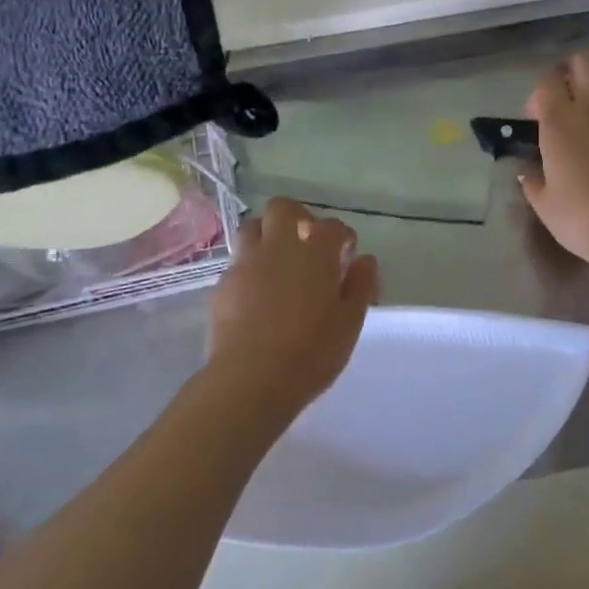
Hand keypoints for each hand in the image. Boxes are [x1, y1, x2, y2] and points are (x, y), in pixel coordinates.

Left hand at [206, 198, 380, 416]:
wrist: (251, 379)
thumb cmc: (311, 352)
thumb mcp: (349, 323)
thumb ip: (360, 286)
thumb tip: (365, 261)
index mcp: (315, 251)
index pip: (333, 227)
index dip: (342, 237)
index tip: (346, 256)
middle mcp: (279, 246)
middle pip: (284, 209)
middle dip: (298, 218)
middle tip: (308, 247)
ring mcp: (246, 262)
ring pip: (253, 228)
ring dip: (268, 236)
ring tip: (279, 265)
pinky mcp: (223, 284)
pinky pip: (238, 262)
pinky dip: (251, 268)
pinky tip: (258, 294)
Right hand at [520, 53, 588, 267]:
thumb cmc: (579, 218)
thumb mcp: (543, 203)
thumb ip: (532, 181)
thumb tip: (528, 172)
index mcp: (559, 123)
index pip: (546, 82)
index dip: (539, 93)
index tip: (536, 116)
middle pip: (584, 62)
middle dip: (573, 70)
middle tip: (568, 92)